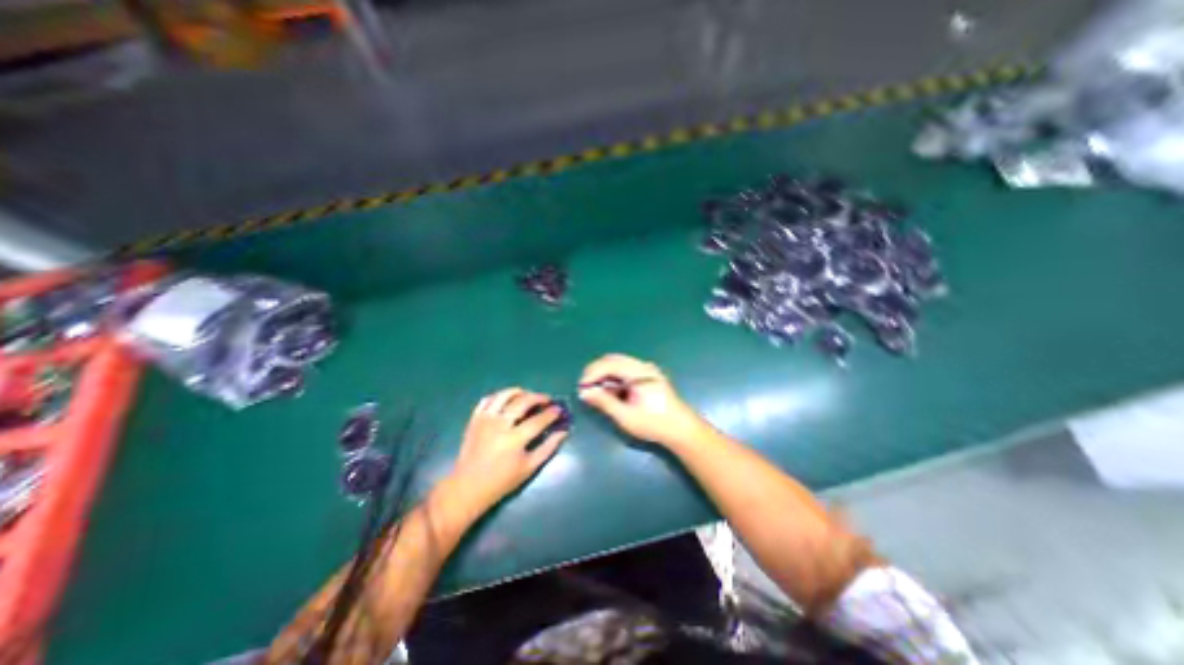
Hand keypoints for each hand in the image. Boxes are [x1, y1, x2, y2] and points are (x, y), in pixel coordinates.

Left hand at [447, 389, 570, 514]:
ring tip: (528, 396)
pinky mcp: (475, 419)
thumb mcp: (529, 468)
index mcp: (514, 439)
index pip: (538, 420)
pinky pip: (487, 400)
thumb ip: (548, 447)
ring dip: (519, 392)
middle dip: (538, 397)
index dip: (552, 413)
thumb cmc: (502, 481)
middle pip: (523, 401)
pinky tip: (507, 400)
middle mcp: (500, 425)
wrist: (468, 487)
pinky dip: (499, 396)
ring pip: (504, 395)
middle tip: (547, 400)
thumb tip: (563, 431)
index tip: (559, 410)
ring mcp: (485, 420)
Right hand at [580, 353, 704, 445]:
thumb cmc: (654, 424)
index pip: (609, 364)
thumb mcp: (626, 416)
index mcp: (638, 372)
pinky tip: (611, 392)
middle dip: (596, 371)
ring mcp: (647, 370)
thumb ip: (604, 402)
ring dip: (605, 374)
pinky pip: (626, 370)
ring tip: (597, 392)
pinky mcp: (648, 376)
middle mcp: (642, 366)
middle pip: (613, 360)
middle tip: (586, 387)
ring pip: (619, 364)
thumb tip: (584, 392)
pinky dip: (615, 377)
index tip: (581, 387)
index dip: (592, 373)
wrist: (682, 430)